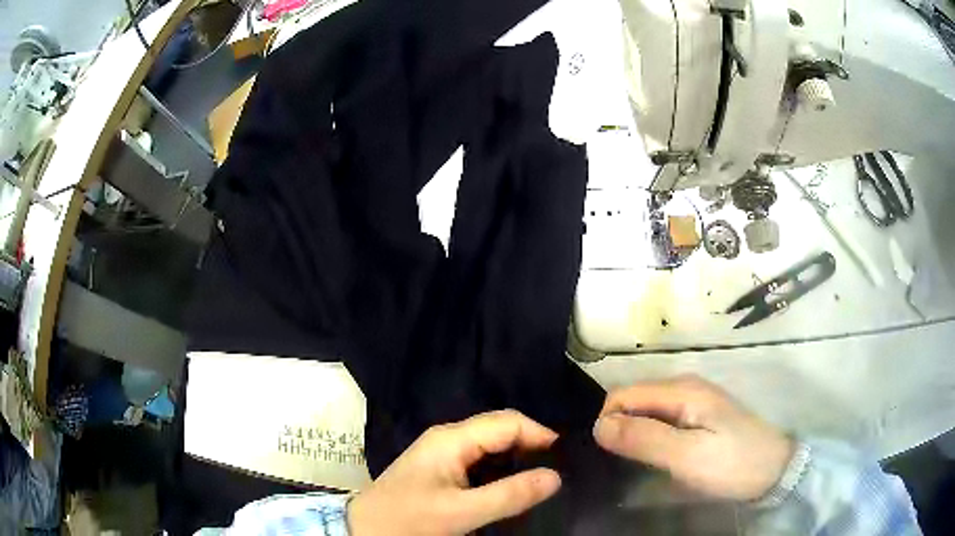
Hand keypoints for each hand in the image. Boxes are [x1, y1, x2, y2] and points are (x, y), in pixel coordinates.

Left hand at [348, 410, 561, 534]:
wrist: (366, 530)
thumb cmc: (409, 519)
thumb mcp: (461, 512)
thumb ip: (509, 495)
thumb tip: (555, 477)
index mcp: (452, 438)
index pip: (508, 422)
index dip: (540, 435)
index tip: (565, 459)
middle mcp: (448, 438)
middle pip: (500, 430)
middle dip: (531, 445)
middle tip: (558, 471)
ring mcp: (443, 452)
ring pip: (491, 445)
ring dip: (517, 458)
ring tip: (542, 478)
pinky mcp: (440, 468)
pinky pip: (479, 459)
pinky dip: (501, 468)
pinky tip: (512, 485)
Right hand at [593, 375, 793, 501]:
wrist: (774, 471)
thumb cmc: (731, 464)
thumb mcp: (686, 456)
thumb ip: (644, 438)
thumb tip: (599, 425)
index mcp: (682, 390)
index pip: (624, 394)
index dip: (608, 421)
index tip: (607, 454)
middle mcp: (686, 387)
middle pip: (634, 399)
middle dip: (619, 426)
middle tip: (620, 462)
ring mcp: (695, 401)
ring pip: (647, 410)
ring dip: (633, 432)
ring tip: (633, 462)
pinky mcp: (700, 416)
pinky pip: (662, 419)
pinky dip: (650, 435)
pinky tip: (655, 456)